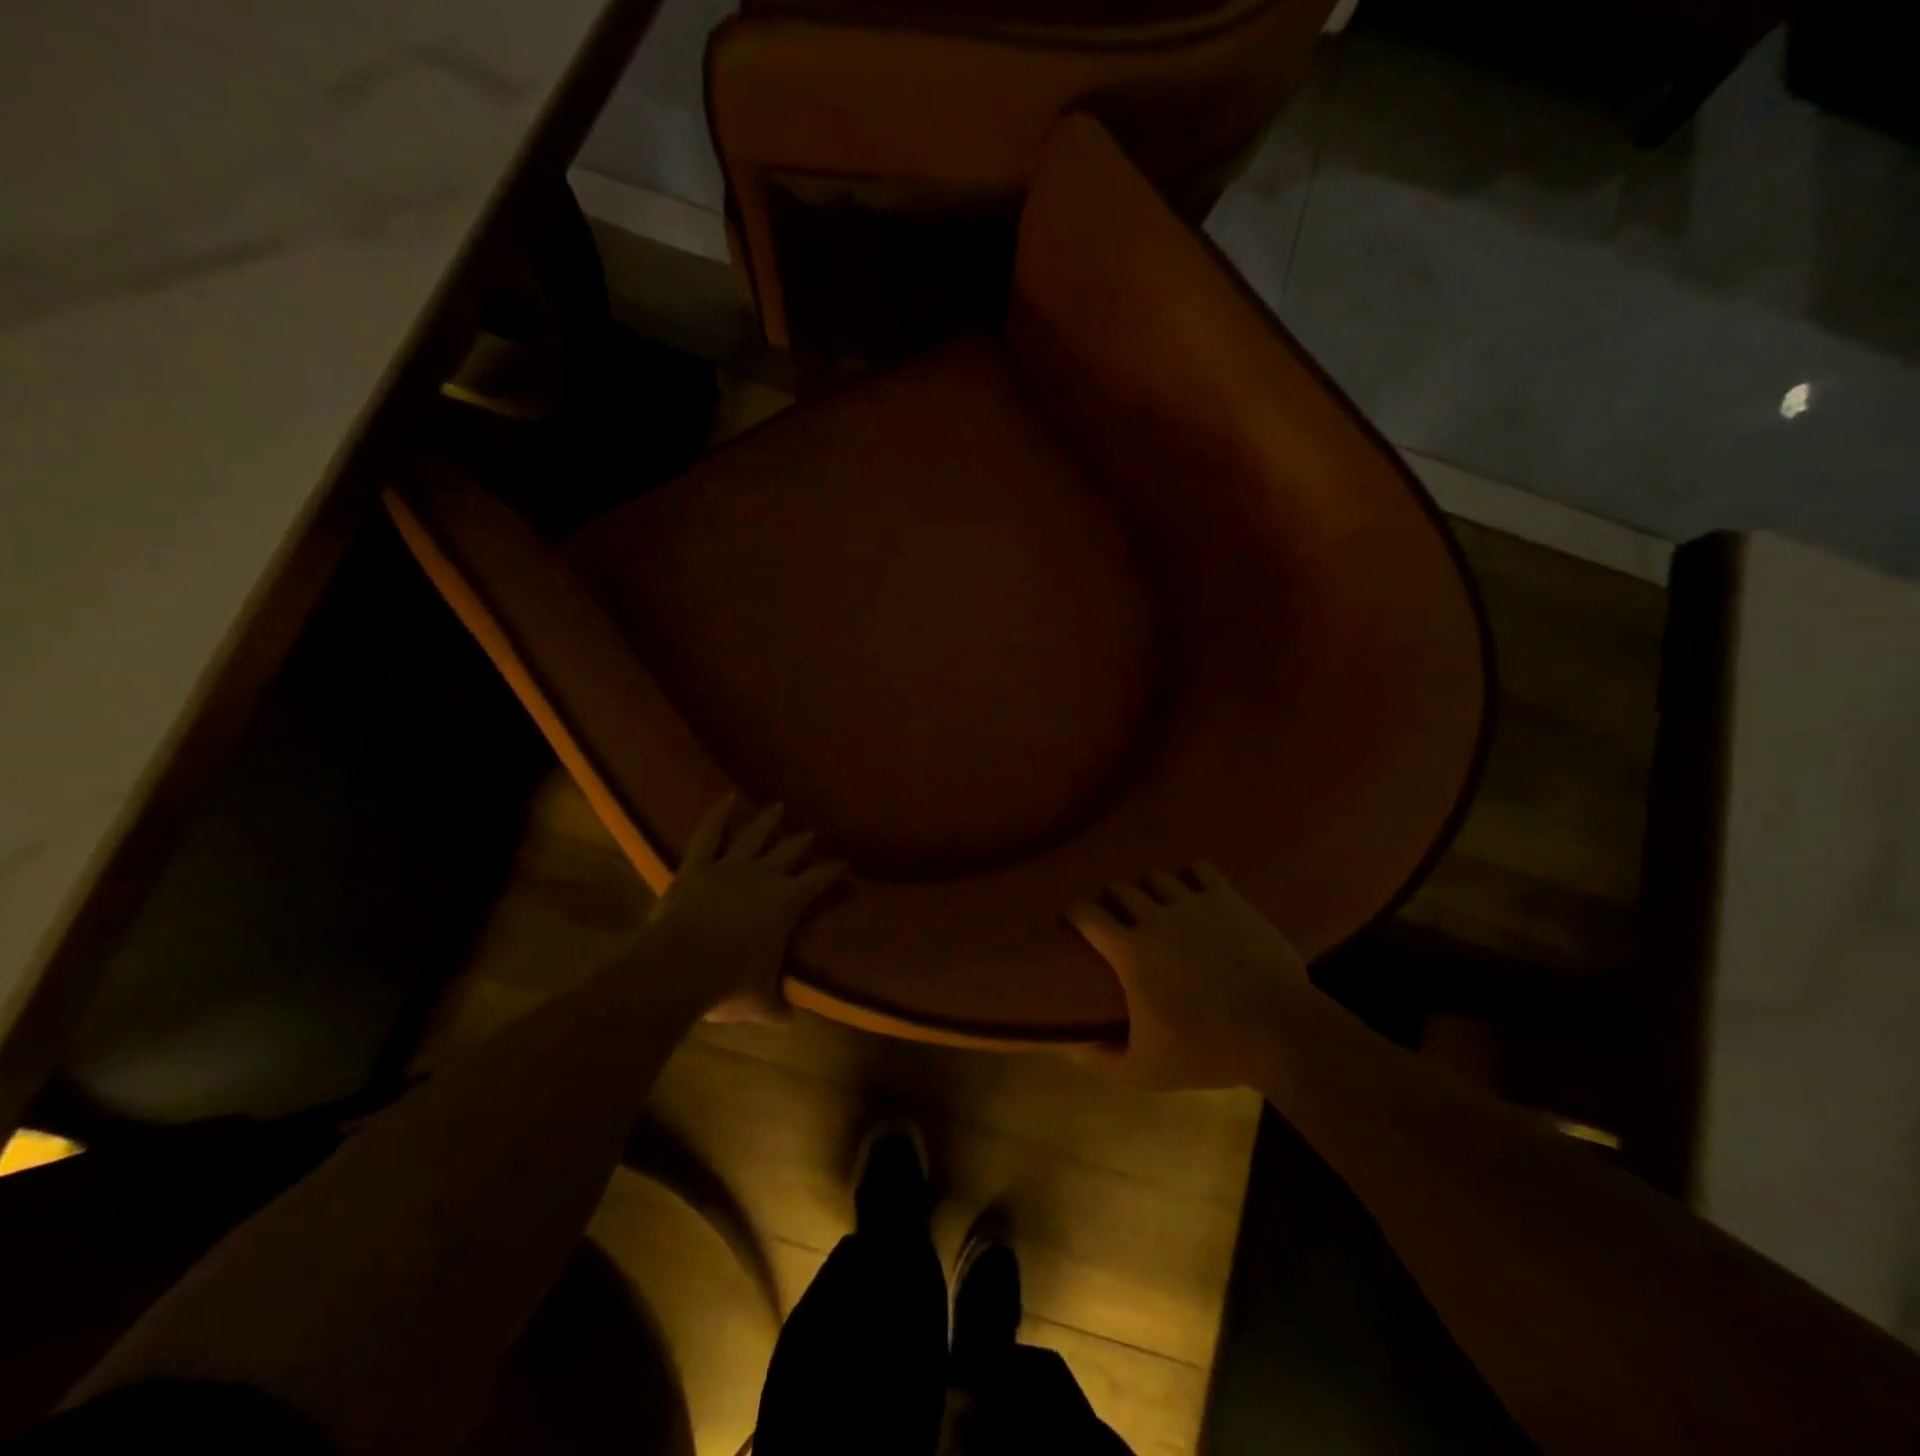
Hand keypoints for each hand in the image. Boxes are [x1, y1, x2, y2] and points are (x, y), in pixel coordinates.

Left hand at [644, 796, 846, 1018]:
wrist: (679, 968)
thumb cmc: (728, 985)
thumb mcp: (759, 1002)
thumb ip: (775, 1007)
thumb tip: (788, 1021)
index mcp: (787, 903)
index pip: (820, 880)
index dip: (834, 871)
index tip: (846, 863)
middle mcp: (764, 876)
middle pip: (790, 852)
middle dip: (803, 842)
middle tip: (812, 832)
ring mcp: (729, 867)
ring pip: (754, 836)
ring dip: (768, 821)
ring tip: (778, 807)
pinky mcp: (696, 867)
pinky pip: (708, 835)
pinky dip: (717, 815)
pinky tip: (726, 798)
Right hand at [1067, 863, 1312, 1089]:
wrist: (1278, 1030)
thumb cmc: (1207, 1050)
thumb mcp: (1147, 1072)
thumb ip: (1104, 1064)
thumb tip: (1072, 1049)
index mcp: (1130, 951)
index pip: (1087, 915)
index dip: (1075, 914)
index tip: (1074, 921)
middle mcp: (1155, 917)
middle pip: (1120, 888)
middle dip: (1113, 900)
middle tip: (1117, 918)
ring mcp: (1193, 903)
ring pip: (1157, 877)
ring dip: (1149, 888)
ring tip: (1155, 904)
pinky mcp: (1227, 899)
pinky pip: (1200, 870)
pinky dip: (1190, 877)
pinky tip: (1193, 891)